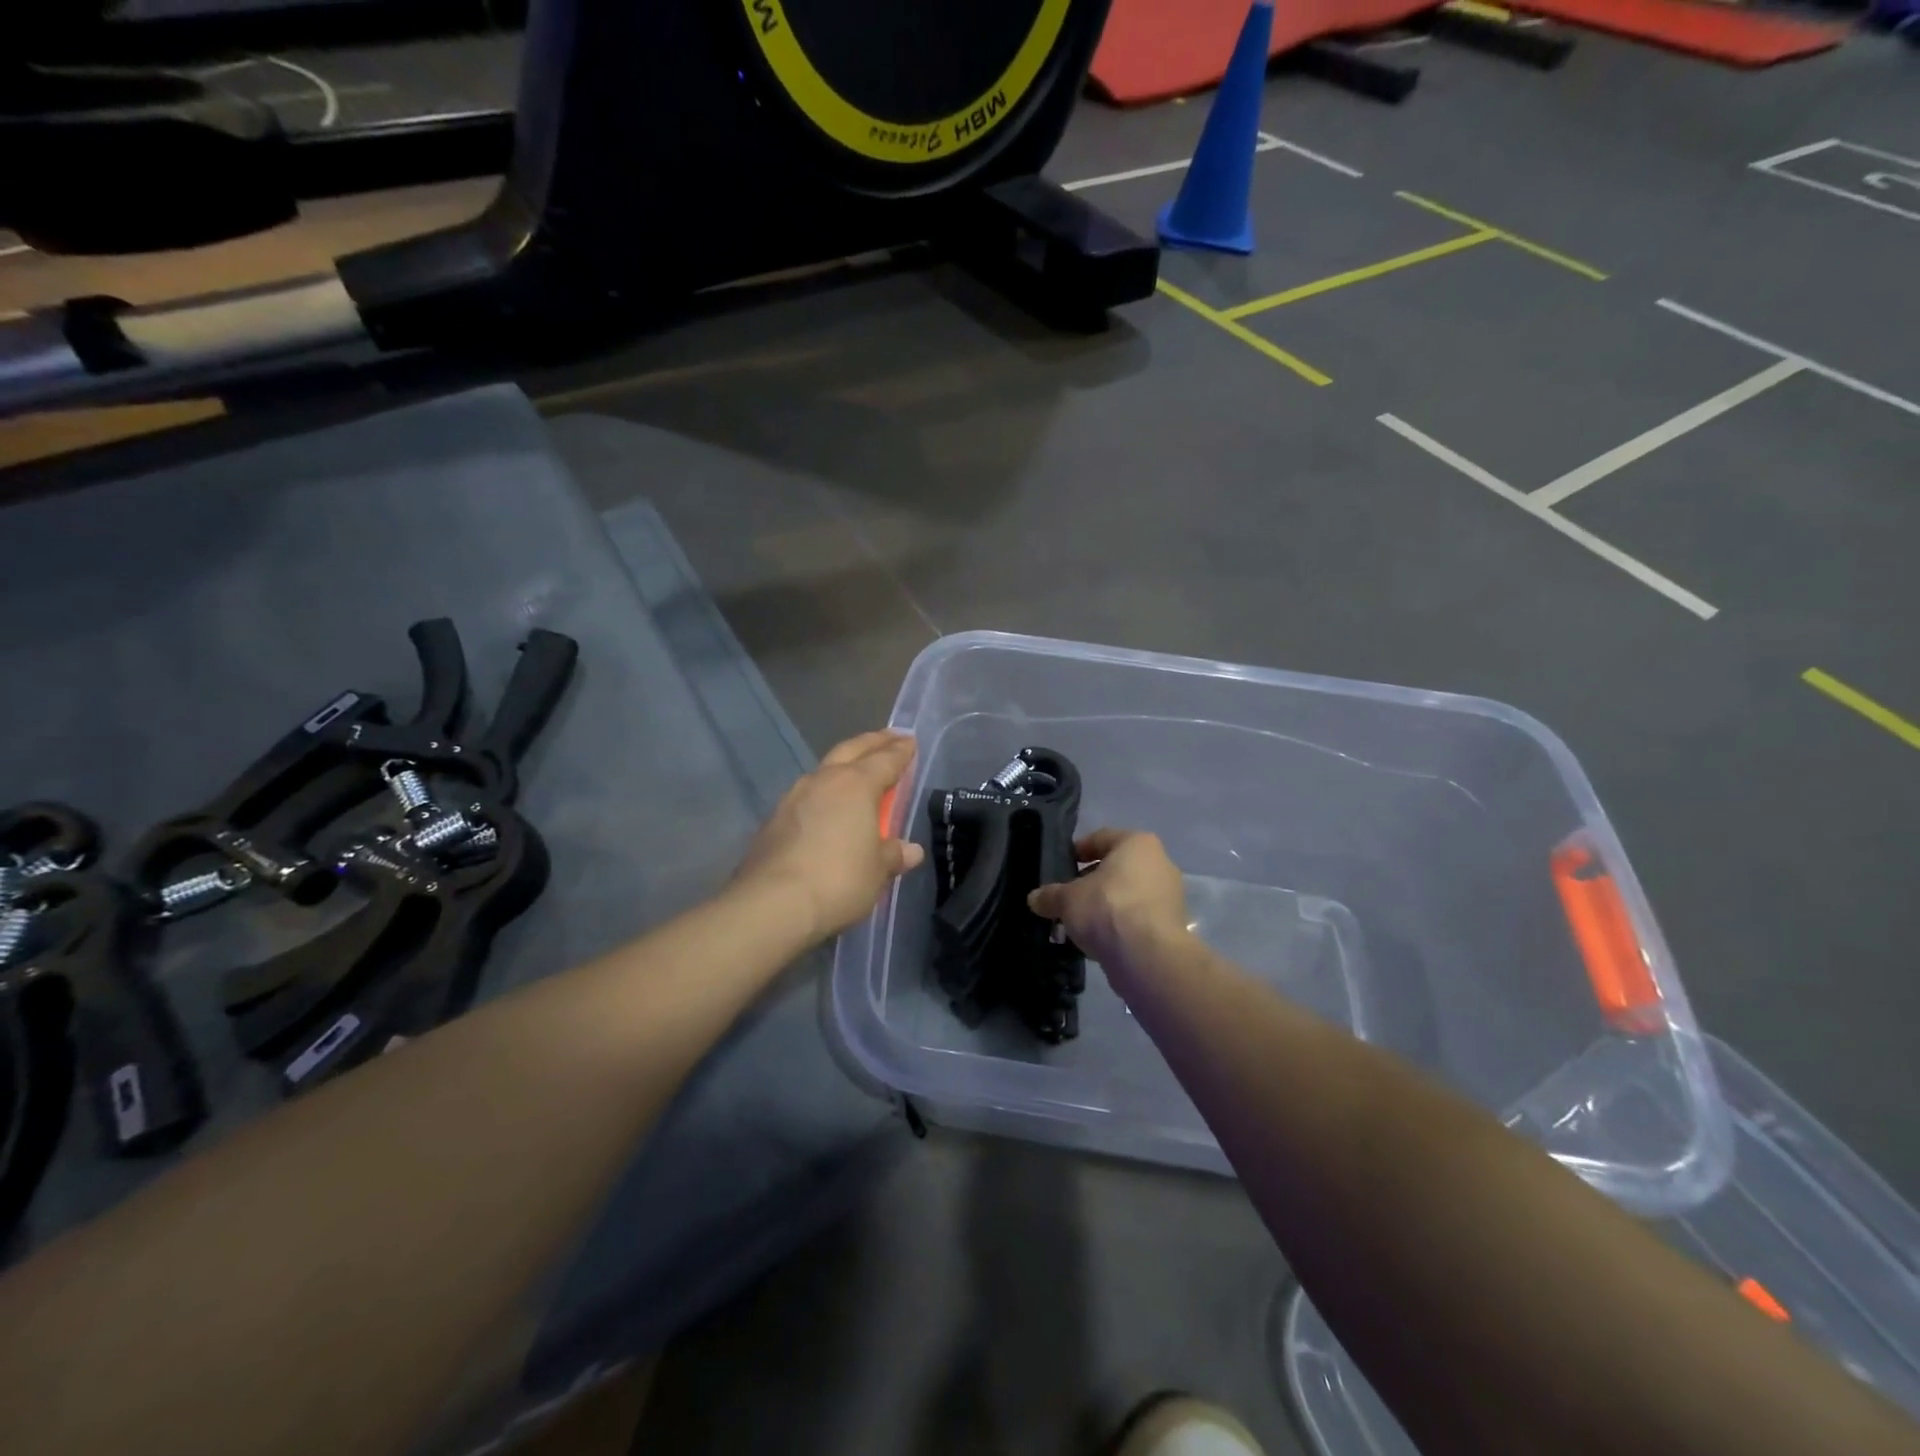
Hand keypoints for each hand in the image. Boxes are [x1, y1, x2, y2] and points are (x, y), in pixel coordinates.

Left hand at [736, 731, 925, 943]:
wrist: (771, 903)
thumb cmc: (838, 879)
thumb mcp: (877, 871)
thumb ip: (893, 854)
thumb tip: (910, 850)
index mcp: (856, 785)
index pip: (886, 759)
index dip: (901, 751)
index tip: (911, 742)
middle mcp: (824, 780)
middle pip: (852, 750)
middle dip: (873, 742)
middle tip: (889, 737)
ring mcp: (794, 797)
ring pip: (825, 769)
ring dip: (844, 765)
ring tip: (856, 772)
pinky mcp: (774, 819)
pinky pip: (807, 796)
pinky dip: (823, 793)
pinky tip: (826, 807)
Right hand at [1027, 828, 1188, 971]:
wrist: (1148, 956)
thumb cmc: (1107, 908)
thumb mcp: (1067, 899)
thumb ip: (1050, 895)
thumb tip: (1034, 898)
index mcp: (1137, 844)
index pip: (1102, 838)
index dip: (1078, 851)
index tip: (1061, 866)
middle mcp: (1160, 864)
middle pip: (1117, 869)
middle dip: (1091, 883)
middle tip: (1067, 898)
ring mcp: (1169, 897)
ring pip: (1127, 895)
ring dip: (1104, 907)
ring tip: (1079, 924)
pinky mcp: (1171, 926)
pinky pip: (1137, 919)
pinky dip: (1118, 926)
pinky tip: (1098, 942)